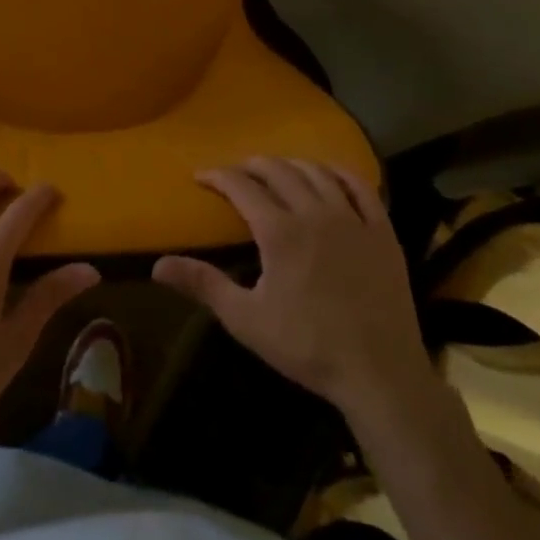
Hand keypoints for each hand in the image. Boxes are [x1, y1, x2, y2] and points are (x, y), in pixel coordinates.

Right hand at [153, 157, 430, 415]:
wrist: (380, 375)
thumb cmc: (308, 347)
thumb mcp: (247, 320)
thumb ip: (204, 284)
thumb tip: (157, 265)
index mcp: (279, 231)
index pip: (241, 186)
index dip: (218, 176)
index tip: (201, 177)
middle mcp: (314, 212)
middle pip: (278, 170)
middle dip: (251, 165)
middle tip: (237, 173)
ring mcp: (352, 219)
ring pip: (316, 172)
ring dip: (291, 164)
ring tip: (278, 171)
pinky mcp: (382, 231)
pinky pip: (360, 187)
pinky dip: (340, 173)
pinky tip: (330, 174)